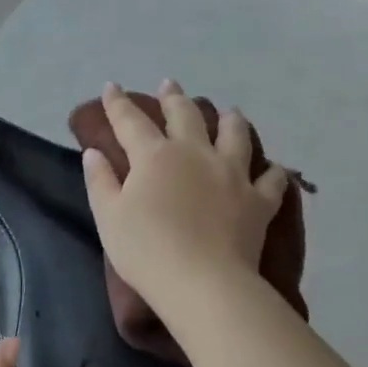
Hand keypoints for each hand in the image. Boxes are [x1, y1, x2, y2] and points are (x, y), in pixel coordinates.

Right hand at [82, 80, 289, 315]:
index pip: (131, 121)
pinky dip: (272, 172)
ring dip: (230, 120)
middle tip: (170, 84)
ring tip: (229, 112)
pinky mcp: (258, 200)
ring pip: (235, 134)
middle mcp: (195, 153)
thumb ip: (100, 181)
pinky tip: (273, 169)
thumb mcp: (108, 217)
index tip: (111, 87)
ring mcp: (232, 174)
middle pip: (185, 115)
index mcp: (154, 155)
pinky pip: (272, 180)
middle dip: (174, 97)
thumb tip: (94, 152)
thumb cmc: (146, 249)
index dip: (118, 103)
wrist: (202, 282)